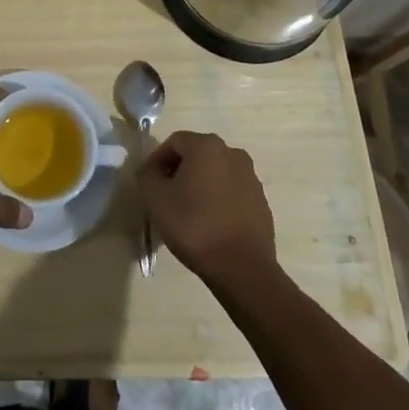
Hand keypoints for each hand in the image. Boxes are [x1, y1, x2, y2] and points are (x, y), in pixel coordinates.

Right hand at [137, 130, 275, 286]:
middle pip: (197, 154)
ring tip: (188, 211)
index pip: (174, 142)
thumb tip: (151, 169)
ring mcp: (251, 178)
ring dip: (200, 185)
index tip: (150, 183)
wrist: (242, 268)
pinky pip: (232, 191)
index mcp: (207, 146)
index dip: (157, 159)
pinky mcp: (261, 201)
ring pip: (216, 173)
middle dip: (179, 171)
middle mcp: (232, 153)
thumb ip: (147, 175)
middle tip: (166, 195)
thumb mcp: (155, 198)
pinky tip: (210, 223)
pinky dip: (218, 199)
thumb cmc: (194, 226)